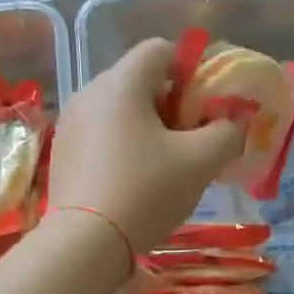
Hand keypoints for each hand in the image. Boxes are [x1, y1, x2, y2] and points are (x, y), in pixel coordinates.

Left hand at [50, 39, 244, 256]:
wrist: (86, 243)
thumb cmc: (147, 192)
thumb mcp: (201, 162)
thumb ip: (226, 133)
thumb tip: (231, 124)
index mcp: (122, 83)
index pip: (161, 50)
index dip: (190, 70)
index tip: (204, 107)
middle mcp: (90, 92)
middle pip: (139, 81)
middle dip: (171, 104)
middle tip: (190, 141)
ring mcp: (70, 123)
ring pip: (119, 110)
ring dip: (147, 128)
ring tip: (164, 166)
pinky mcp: (62, 153)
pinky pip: (100, 135)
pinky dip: (122, 147)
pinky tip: (133, 182)